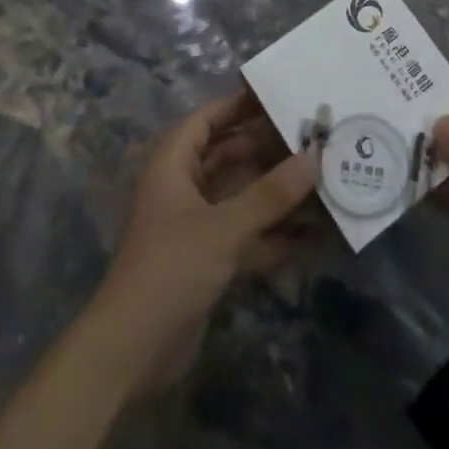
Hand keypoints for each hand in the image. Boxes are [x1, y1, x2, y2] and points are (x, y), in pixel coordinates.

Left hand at [85, 89, 316, 396]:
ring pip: (237, 193)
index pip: (208, 119)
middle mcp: (181, 186)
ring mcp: (193, 223)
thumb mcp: (223, 228)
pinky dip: (270, 230)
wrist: (132, 352)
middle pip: (226, 153)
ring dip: (271, 190)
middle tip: (309, 137)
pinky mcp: (205, 258)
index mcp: (173, 164)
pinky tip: (309, 233)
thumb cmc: (171, 270)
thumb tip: (313, 158)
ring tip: (317, 177)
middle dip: (265, 147)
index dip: (239, 105)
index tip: (280, 96)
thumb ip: (269, 195)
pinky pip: (243, 231)